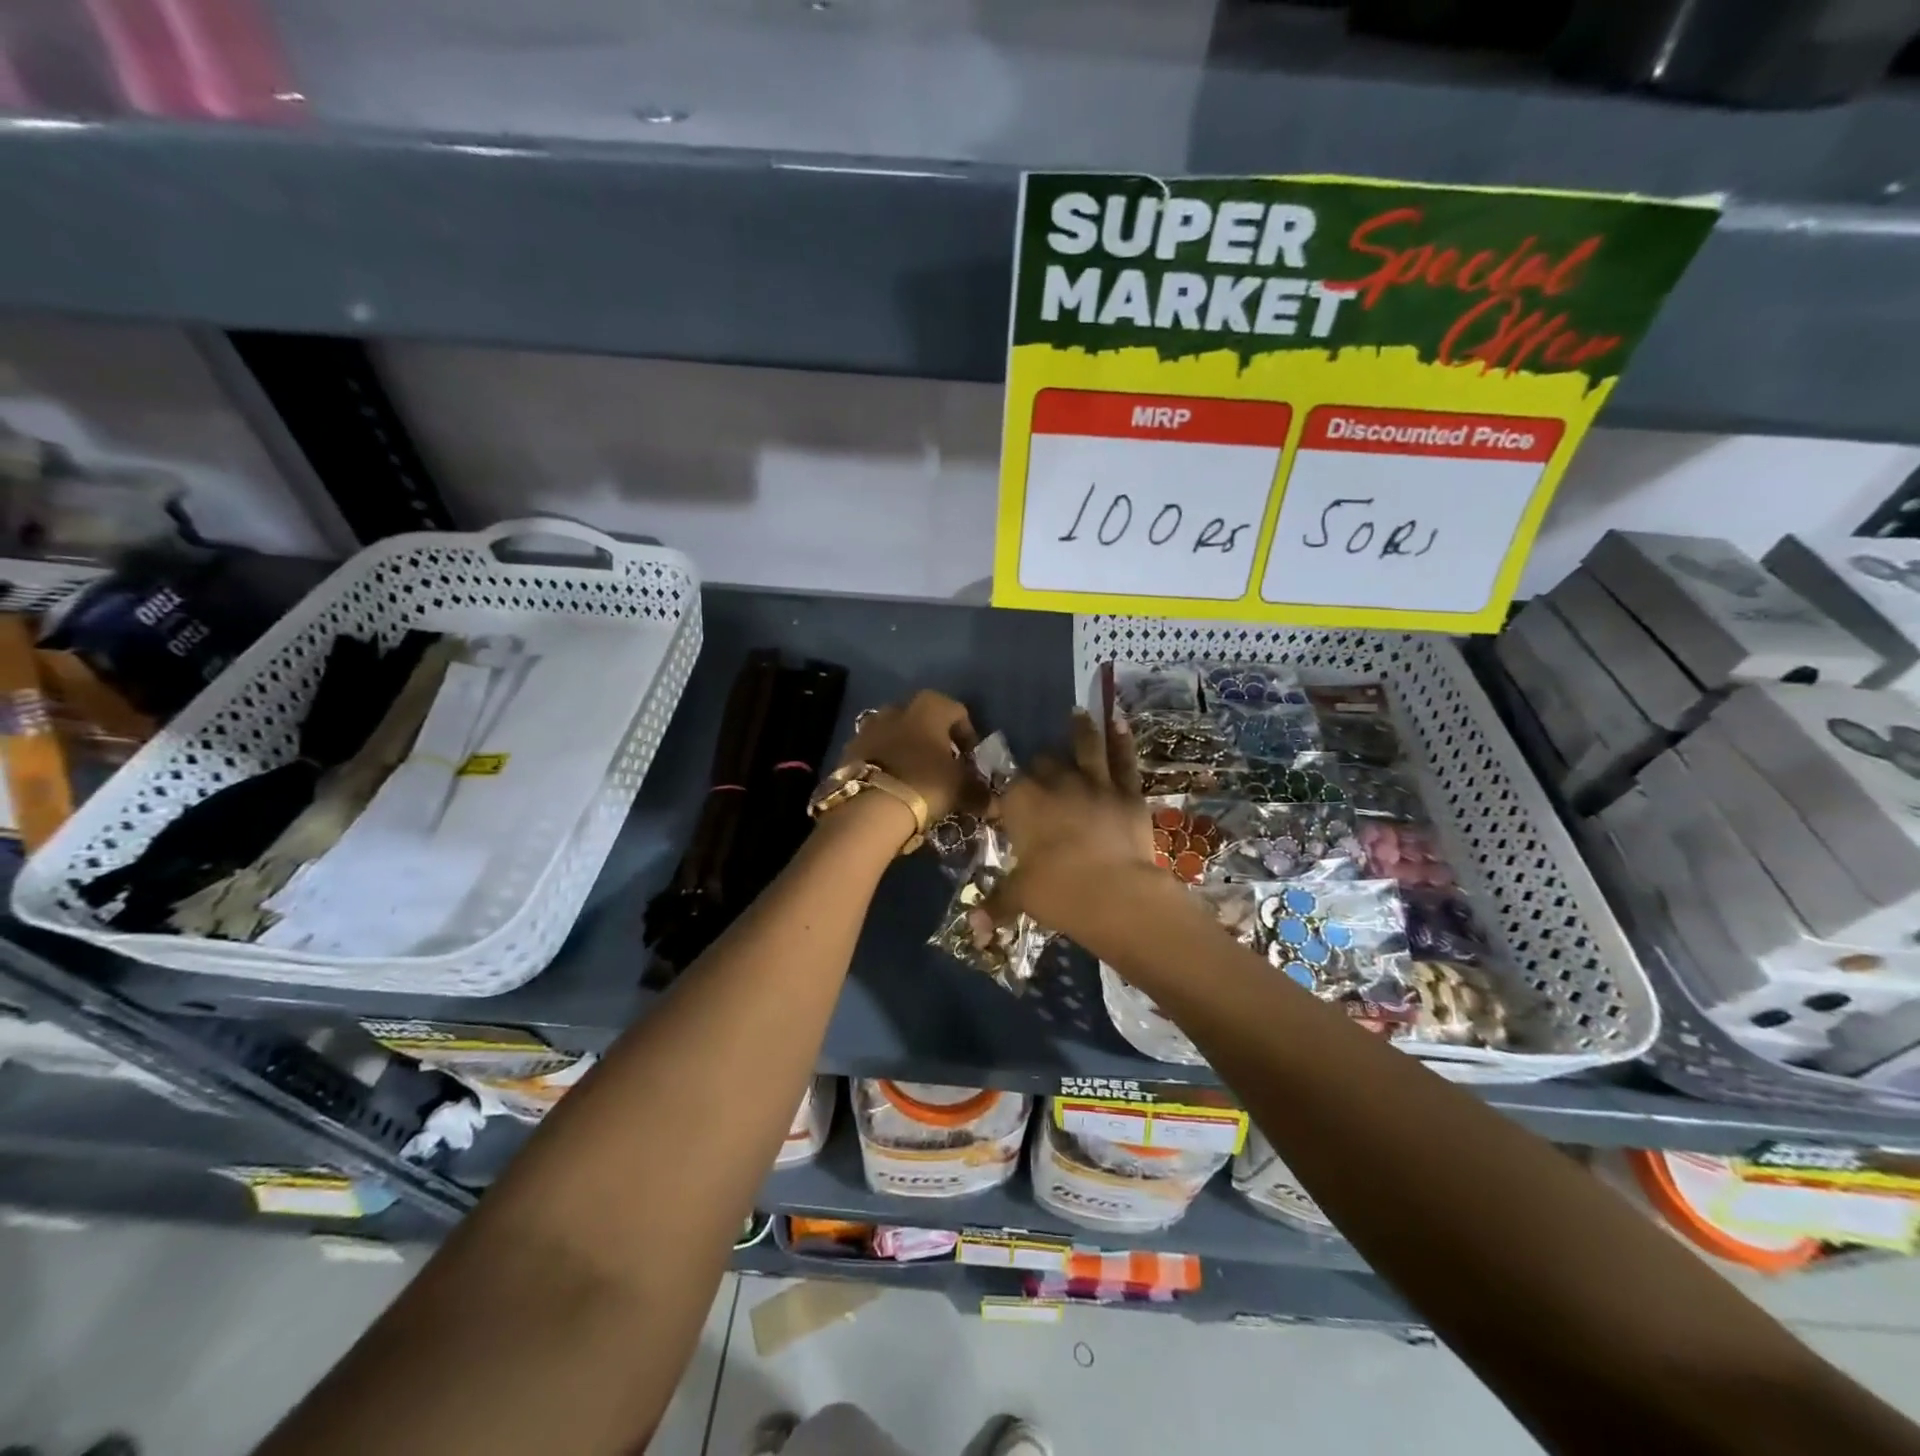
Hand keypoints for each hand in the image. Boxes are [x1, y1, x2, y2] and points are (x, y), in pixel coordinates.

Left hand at [841, 689, 978, 822]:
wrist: (869, 806)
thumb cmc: (925, 784)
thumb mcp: (961, 790)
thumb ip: (981, 793)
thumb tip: (995, 804)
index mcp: (930, 706)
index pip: (958, 713)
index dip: (968, 737)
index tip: (971, 762)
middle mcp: (898, 707)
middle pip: (924, 720)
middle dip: (936, 741)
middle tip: (944, 768)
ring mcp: (870, 726)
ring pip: (897, 734)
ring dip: (908, 750)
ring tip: (916, 778)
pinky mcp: (849, 749)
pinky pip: (875, 751)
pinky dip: (886, 763)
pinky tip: (892, 785)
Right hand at [971, 708, 1175, 952]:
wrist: (1115, 893)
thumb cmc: (1058, 892)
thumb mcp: (1020, 898)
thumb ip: (996, 905)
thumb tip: (973, 929)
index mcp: (1022, 802)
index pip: (1007, 787)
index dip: (1006, 794)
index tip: (1005, 803)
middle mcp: (1055, 782)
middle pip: (1043, 763)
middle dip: (1040, 766)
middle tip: (1041, 773)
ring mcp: (1094, 782)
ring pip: (1085, 747)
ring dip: (1081, 730)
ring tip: (1079, 713)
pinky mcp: (1127, 791)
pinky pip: (1123, 759)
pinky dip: (1121, 739)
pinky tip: (1119, 721)